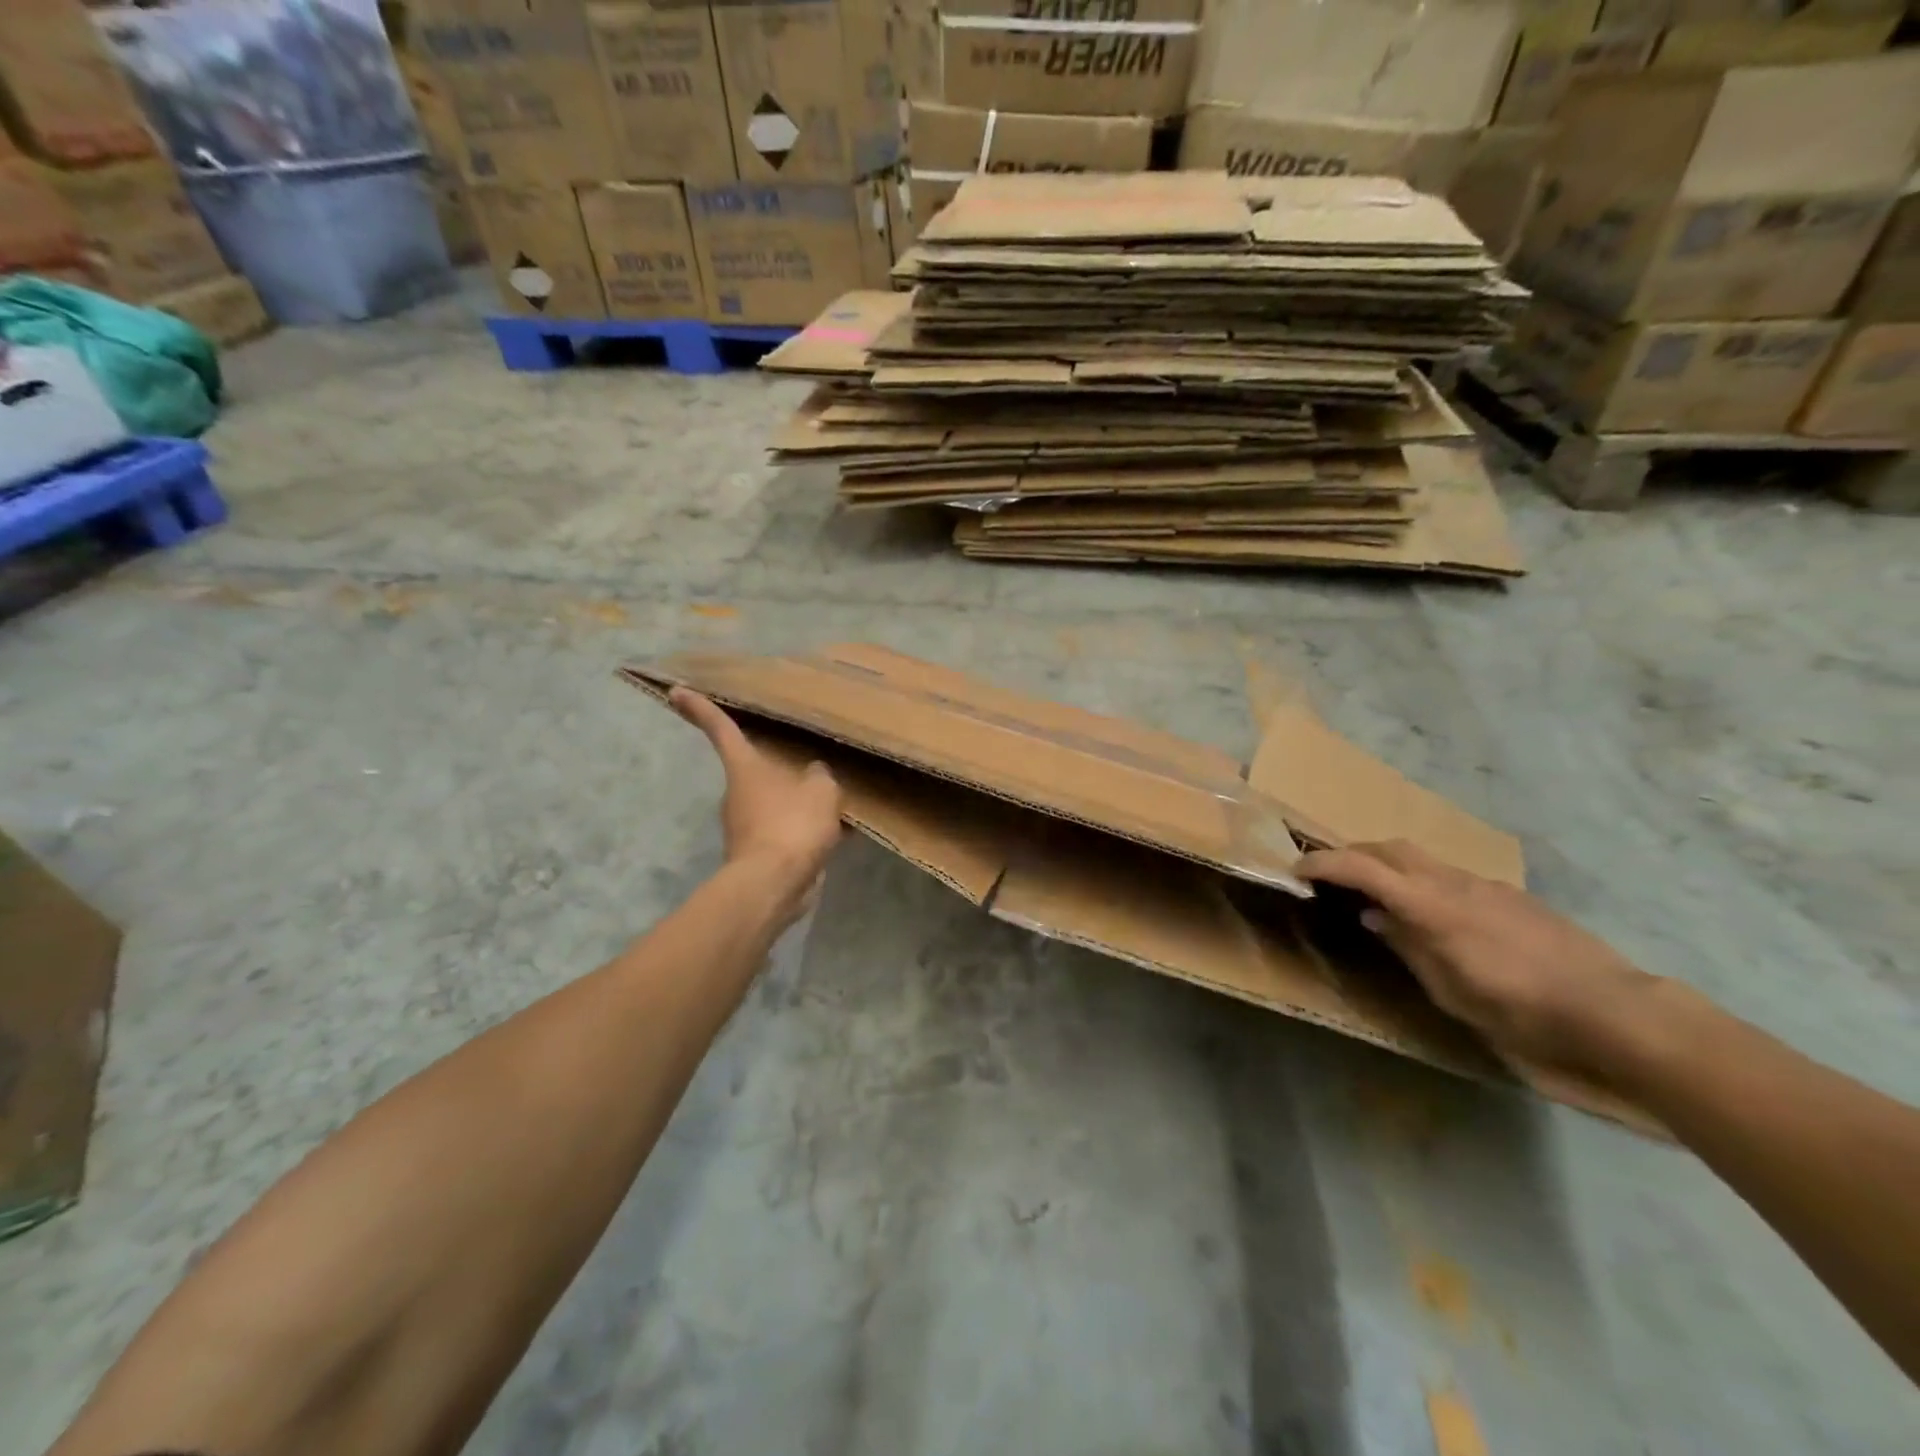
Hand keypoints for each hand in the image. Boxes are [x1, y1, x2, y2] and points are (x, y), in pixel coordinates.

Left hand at [670, 688, 842, 902]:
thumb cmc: (791, 826)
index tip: (677, 692)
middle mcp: (738, 793)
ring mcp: (745, 825)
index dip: (701, 708)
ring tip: (831, 803)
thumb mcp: (821, 791)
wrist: (774, 885)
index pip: (721, 729)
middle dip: (778, 768)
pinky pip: (784, 831)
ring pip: (774, 802)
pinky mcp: (758, 852)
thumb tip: (814, 774)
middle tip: (807, 762)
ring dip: (796, 803)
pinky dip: (803, 830)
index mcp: (745, 767)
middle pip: (755, 769)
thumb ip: (820, 776)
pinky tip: (832, 834)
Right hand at [1297, 840, 1660, 1076]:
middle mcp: (1454, 883)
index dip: (1324, 864)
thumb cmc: (1522, 1012)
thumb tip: (1374, 916)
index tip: (1296, 870)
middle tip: (1330, 875)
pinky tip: (1432, 913)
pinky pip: (1451, 875)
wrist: (1616, 1012)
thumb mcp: (1451, 991)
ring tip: (1376, 894)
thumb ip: (1408, 946)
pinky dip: (1423, 880)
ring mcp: (1486, 885)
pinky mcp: (1510, 895)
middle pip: (1391, 848)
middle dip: (1353, 854)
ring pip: (1422, 858)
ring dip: (1388, 865)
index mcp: (1432, 907)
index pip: (1363, 868)